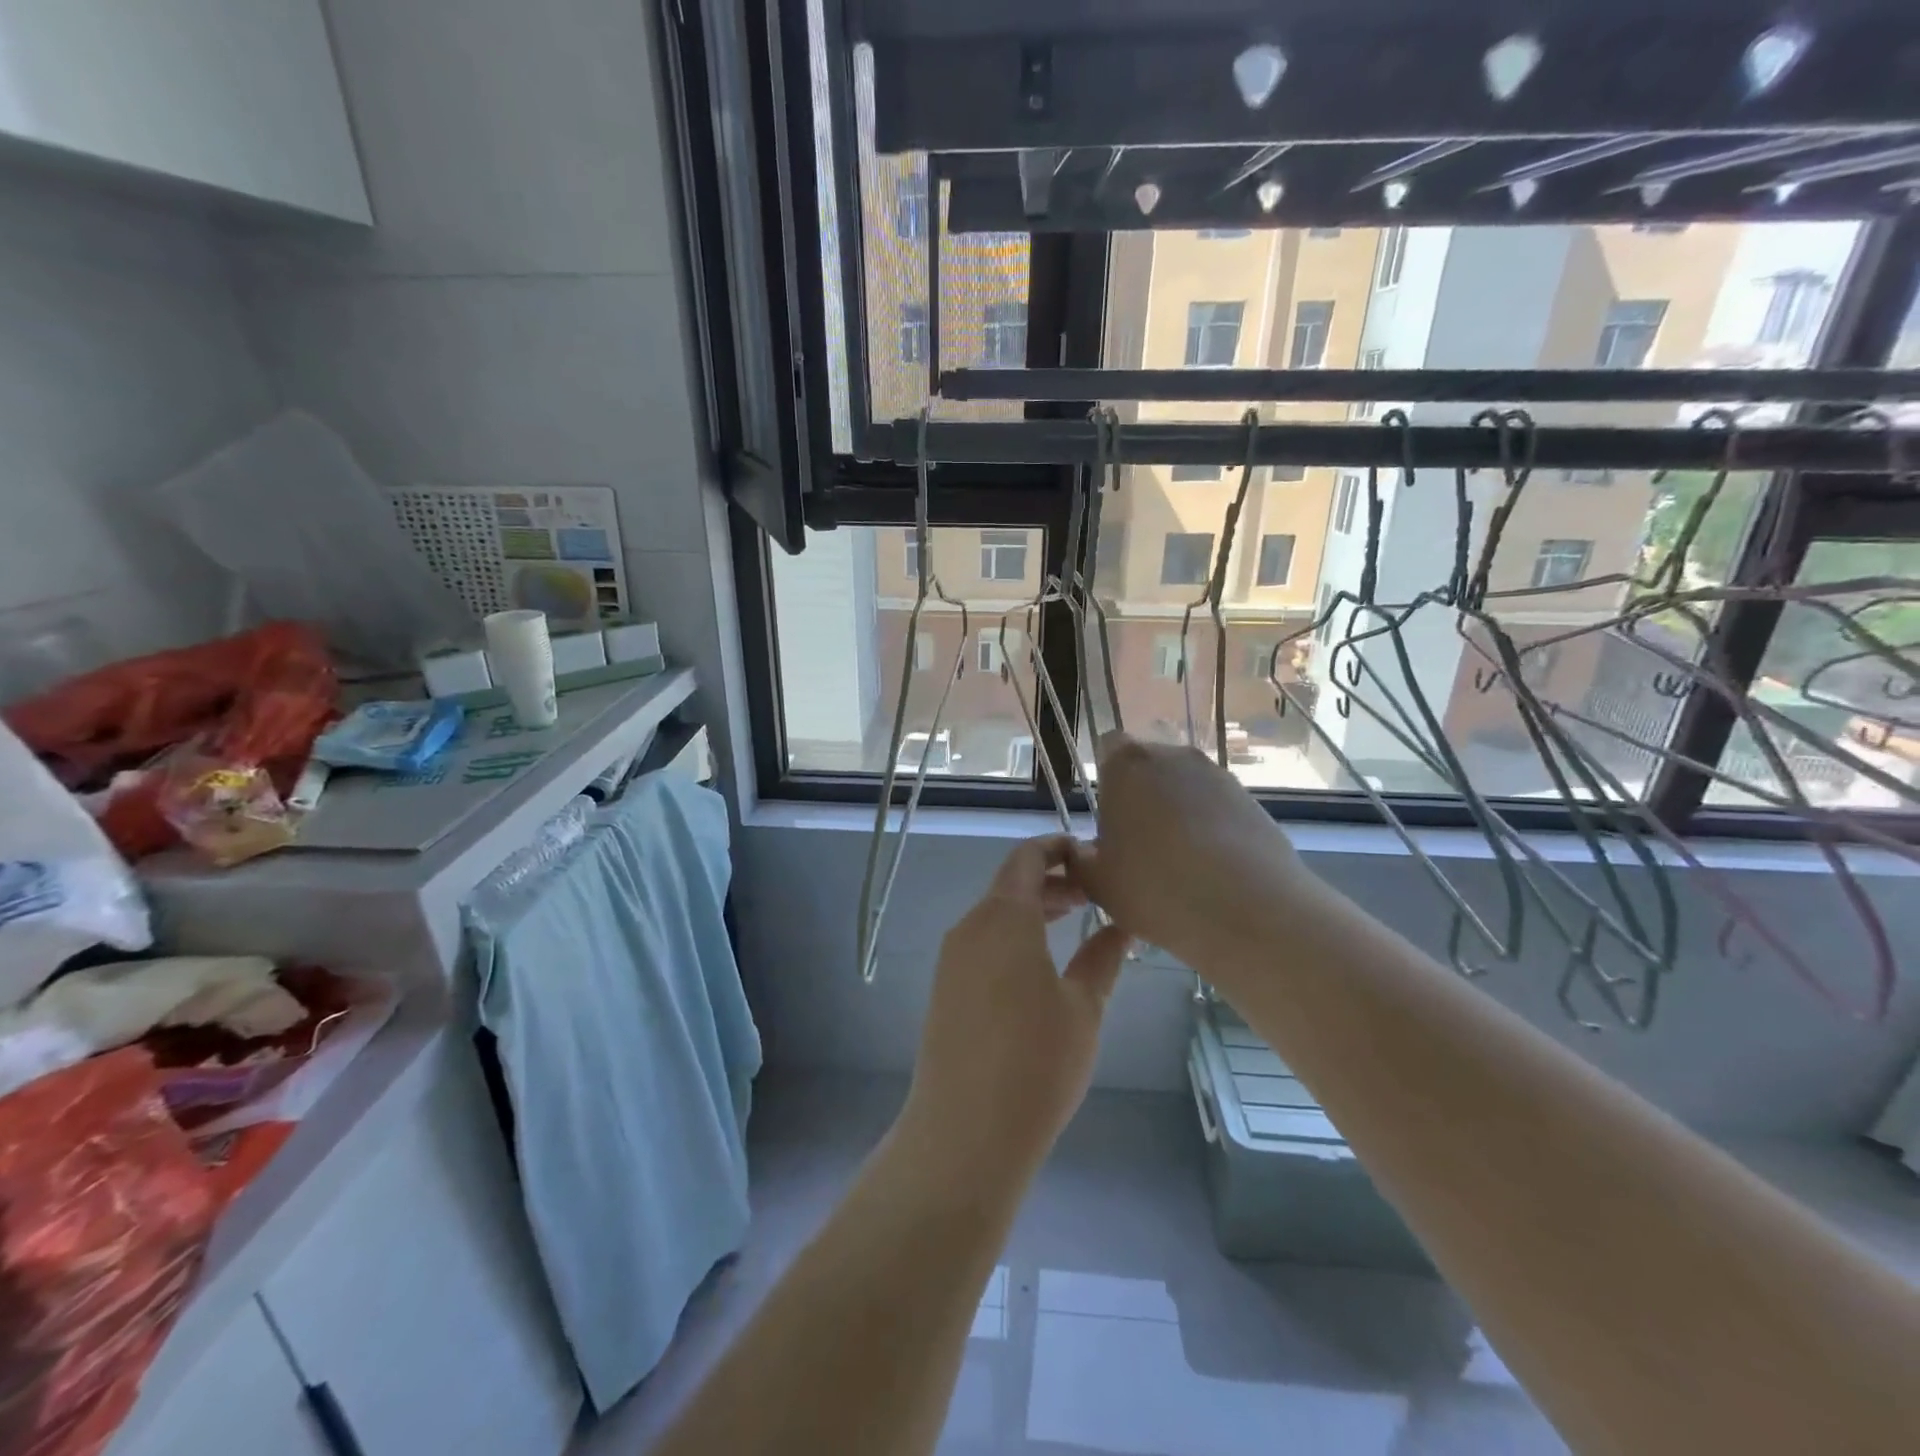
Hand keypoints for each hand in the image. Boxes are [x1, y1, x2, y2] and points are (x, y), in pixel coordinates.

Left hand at [901, 835, 1128, 1187]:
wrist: (965, 1133)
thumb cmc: (1036, 1064)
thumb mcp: (1083, 1008)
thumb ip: (1103, 957)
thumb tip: (1122, 925)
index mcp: (1004, 917)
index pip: (1028, 857)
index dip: (1060, 847)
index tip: (1095, 856)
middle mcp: (971, 926)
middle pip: (1012, 883)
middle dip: (1054, 880)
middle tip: (1097, 893)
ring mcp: (953, 958)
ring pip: (997, 913)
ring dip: (1035, 909)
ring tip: (1077, 921)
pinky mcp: (947, 986)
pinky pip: (984, 941)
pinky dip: (1015, 935)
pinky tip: (1044, 963)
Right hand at [1071, 733, 1316, 969]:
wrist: (1250, 911)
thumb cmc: (1155, 888)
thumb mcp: (1097, 884)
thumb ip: (1080, 860)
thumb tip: (1083, 852)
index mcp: (1127, 765)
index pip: (1108, 747)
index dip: (1106, 779)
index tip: (1107, 817)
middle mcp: (1174, 756)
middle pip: (1149, 766)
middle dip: (1141, 796)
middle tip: (1137, 845)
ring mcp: (1218, 776)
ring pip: (1185, 788)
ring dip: (1177, 814)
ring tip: (1177, 865)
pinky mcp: (1253, 802)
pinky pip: (1218, 809)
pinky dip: (1211, 831)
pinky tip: (1211, 873)